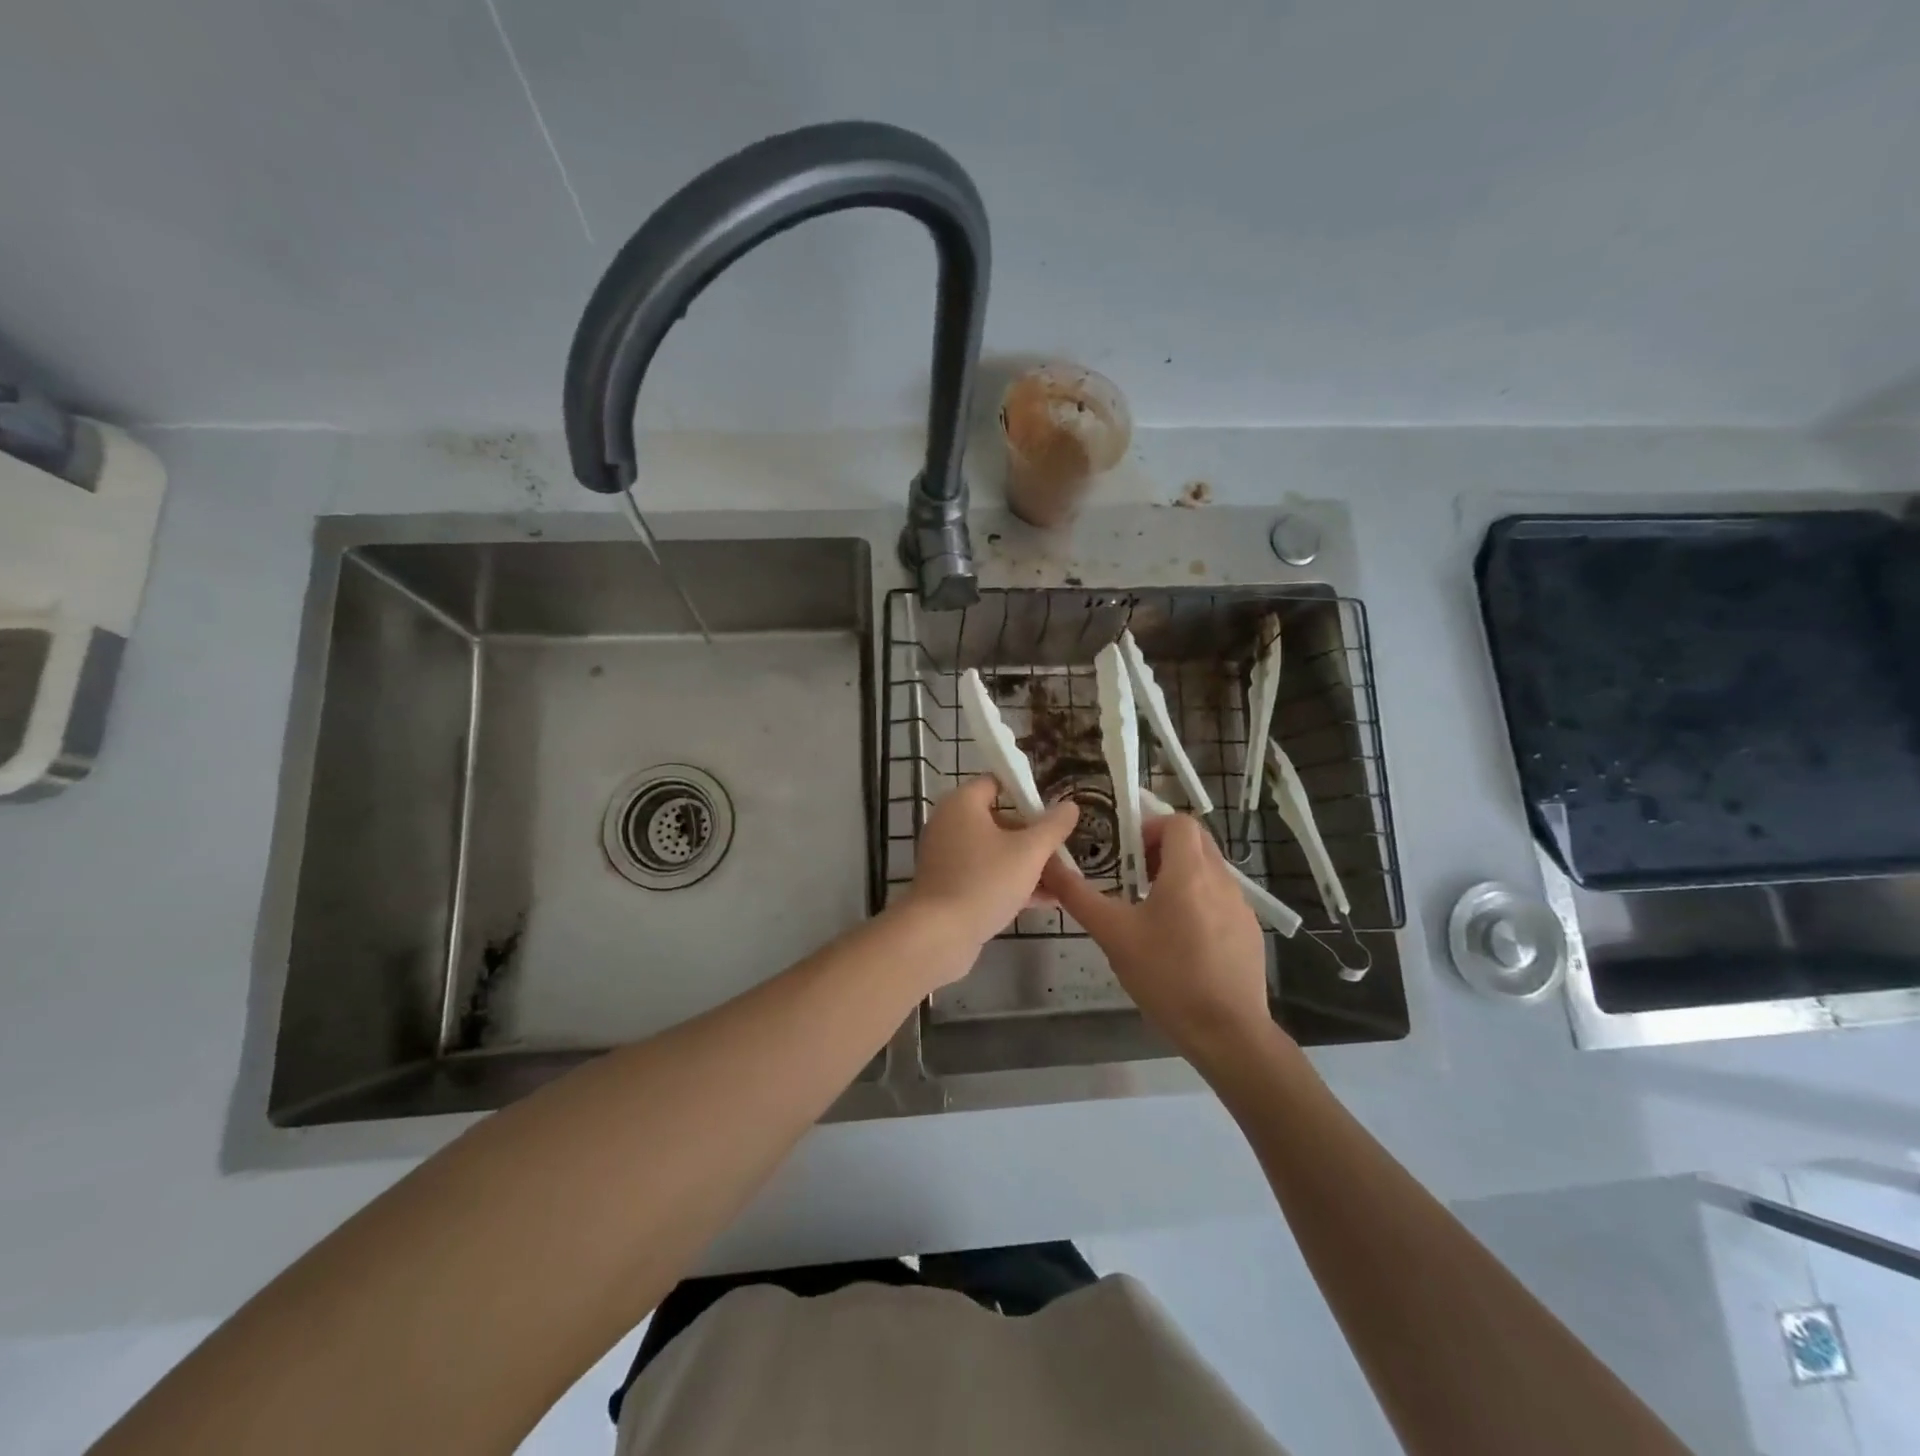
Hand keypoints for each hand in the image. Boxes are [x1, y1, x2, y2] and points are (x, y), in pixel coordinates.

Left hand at [905, 777, 1078, 960]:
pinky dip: (1010, 882)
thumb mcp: (1029, 852)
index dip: (1026, 792)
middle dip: (1033, 836)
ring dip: (1027, 863)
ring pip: (994, 851)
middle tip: (1062, 850)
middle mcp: (950, 823)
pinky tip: (1044, 901)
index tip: (1053, 810)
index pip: (997, 782)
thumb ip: (1053, 826)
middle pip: (999, 819)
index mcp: (963, 803)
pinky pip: (985, 874)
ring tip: (1062, 880)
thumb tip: (1070, 805)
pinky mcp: (948, 884)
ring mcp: (946, 856)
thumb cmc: (985, 881)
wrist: (939, 935)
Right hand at [1044, 812, 1282, 1067]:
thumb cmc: (1166, 976)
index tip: (1129, 852)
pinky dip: (1200, 903)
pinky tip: (1183, 942)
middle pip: (1196, 842)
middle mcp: (1221, 880)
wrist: (1227, 1032)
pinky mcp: (1250, 932)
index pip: (1179, 822)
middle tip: (1137, 876)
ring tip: (1155, 912)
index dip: (1152, 827)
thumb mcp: (1113, 935)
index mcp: (1189, 872)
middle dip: (1165, 849)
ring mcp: (1241, 907)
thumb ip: (1079, 896)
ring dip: (1182, 876)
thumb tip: (1048, 864)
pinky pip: (1222, 900)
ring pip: (1210, 871)